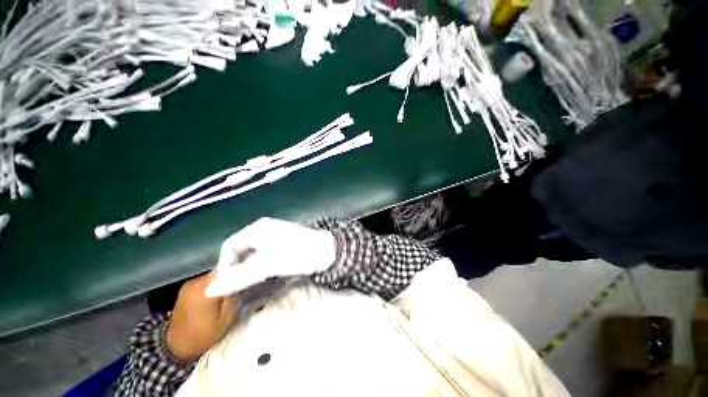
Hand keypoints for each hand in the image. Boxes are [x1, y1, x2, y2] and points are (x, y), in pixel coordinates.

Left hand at [166, 272, 237, 362]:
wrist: (175, 347)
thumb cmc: (203, 336)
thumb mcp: (225, 319)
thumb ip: (232, 297)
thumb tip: (240, 281)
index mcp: (204, 290)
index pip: (226, 270)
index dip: (239, 270)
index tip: (249, 273)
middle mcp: (195, 283)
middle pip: (219, 272)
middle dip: (231, 275)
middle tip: (242, 282)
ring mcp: (189, 285)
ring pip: (212, 276)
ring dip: (222, 280)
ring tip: (231, 288)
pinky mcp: (186, 288)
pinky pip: (205, 281)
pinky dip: (213, 284)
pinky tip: (218, 292)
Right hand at [205, 218, 335, 296]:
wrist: (327, 251)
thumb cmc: (296, 254)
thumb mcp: (266, 265)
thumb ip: (238, 277)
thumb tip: (208, 290)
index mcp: (257, 228)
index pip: (230, 246)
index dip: (225, 265)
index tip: (227, 285)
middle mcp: (264, 230)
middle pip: (241, 250)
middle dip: (237, 269)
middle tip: (238, 288)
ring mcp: (275, 236)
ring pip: (253, 255)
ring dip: (248, 270)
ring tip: (249, 286)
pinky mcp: (284, 245)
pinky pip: (264, 257)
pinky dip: (260, 268)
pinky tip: (263, 279)